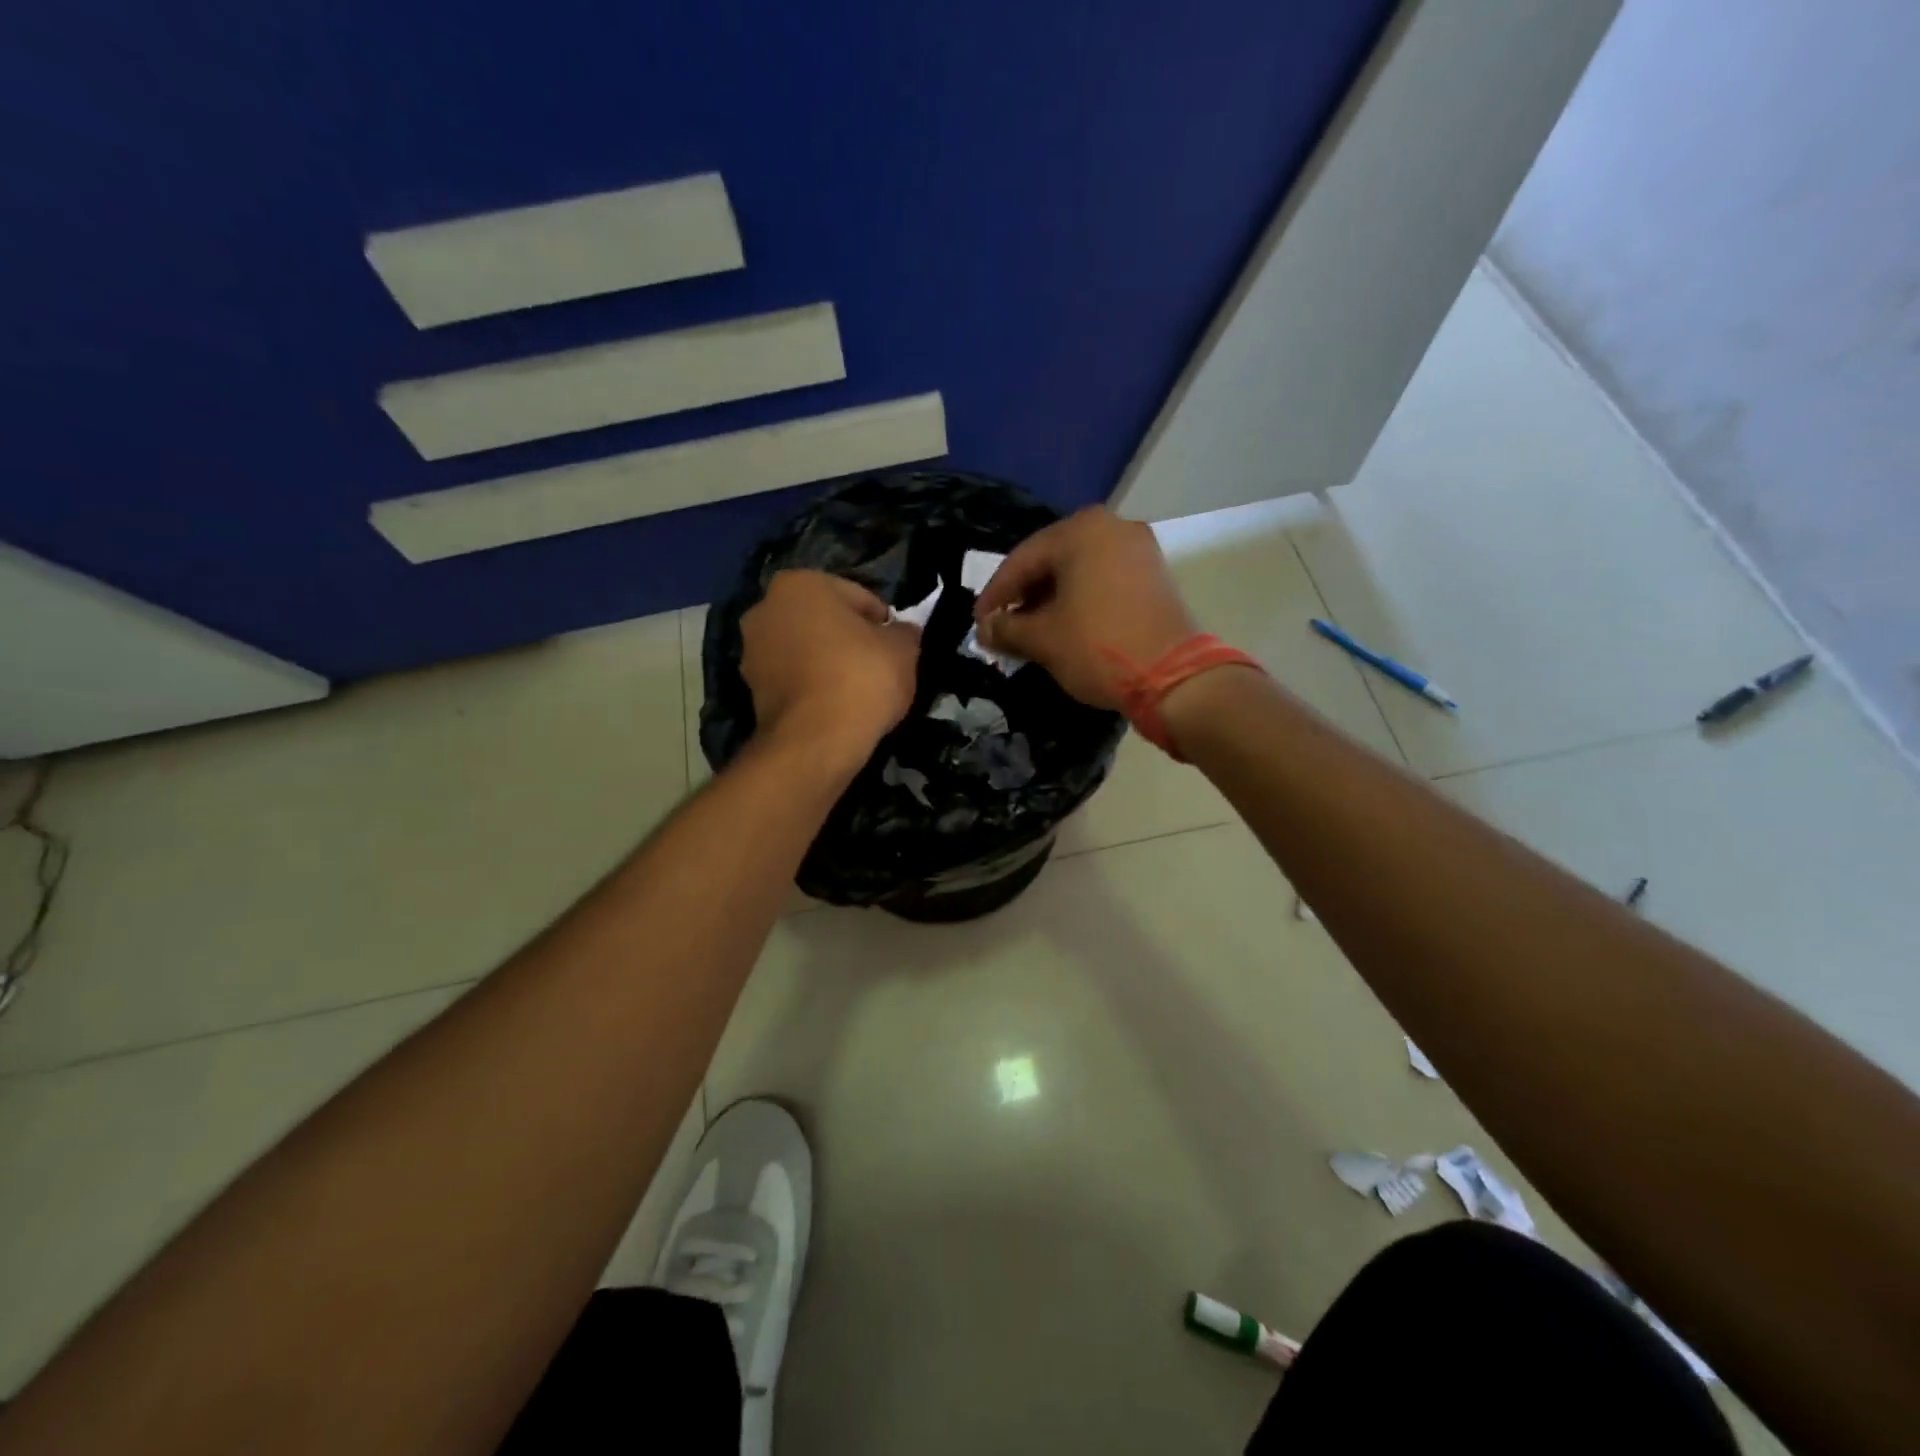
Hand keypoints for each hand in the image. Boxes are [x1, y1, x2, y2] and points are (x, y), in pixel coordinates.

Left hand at [740, 570, 921, 763]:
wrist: (816, 740)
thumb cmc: (862, 678)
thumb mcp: (903, 649)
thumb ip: (903, 633)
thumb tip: (902, 632)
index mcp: (800, 583)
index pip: (857, 597)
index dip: (882, 622)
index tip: (896, 646)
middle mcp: (766, 608)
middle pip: (824, 621)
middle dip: (848, 638)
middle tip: (878, 665)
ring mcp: (751, 650)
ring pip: (805, 650)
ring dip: (827, 662)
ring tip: (857, 690)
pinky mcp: (750, 690)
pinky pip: (793, 679)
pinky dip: (812, 686)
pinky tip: (836, 706)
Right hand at [973, 507, 1195, 709]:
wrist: (1174, 676)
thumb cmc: (1098, 646)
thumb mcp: (1043, 639)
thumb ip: (1006, 629)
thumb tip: (984, 630)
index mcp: (1081, 531)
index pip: (1022, 559)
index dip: (995, 594)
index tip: (979, 623)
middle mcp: (1112, 527)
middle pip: (1052, 561)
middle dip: (1024, 596)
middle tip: (1004, 627)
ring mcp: (1139, 550)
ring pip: (1079, 571)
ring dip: (1051, 600)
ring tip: (1031, 632)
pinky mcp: (1155, 575)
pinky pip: (1104, 580)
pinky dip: (1080, 601)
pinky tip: (1065, 627)